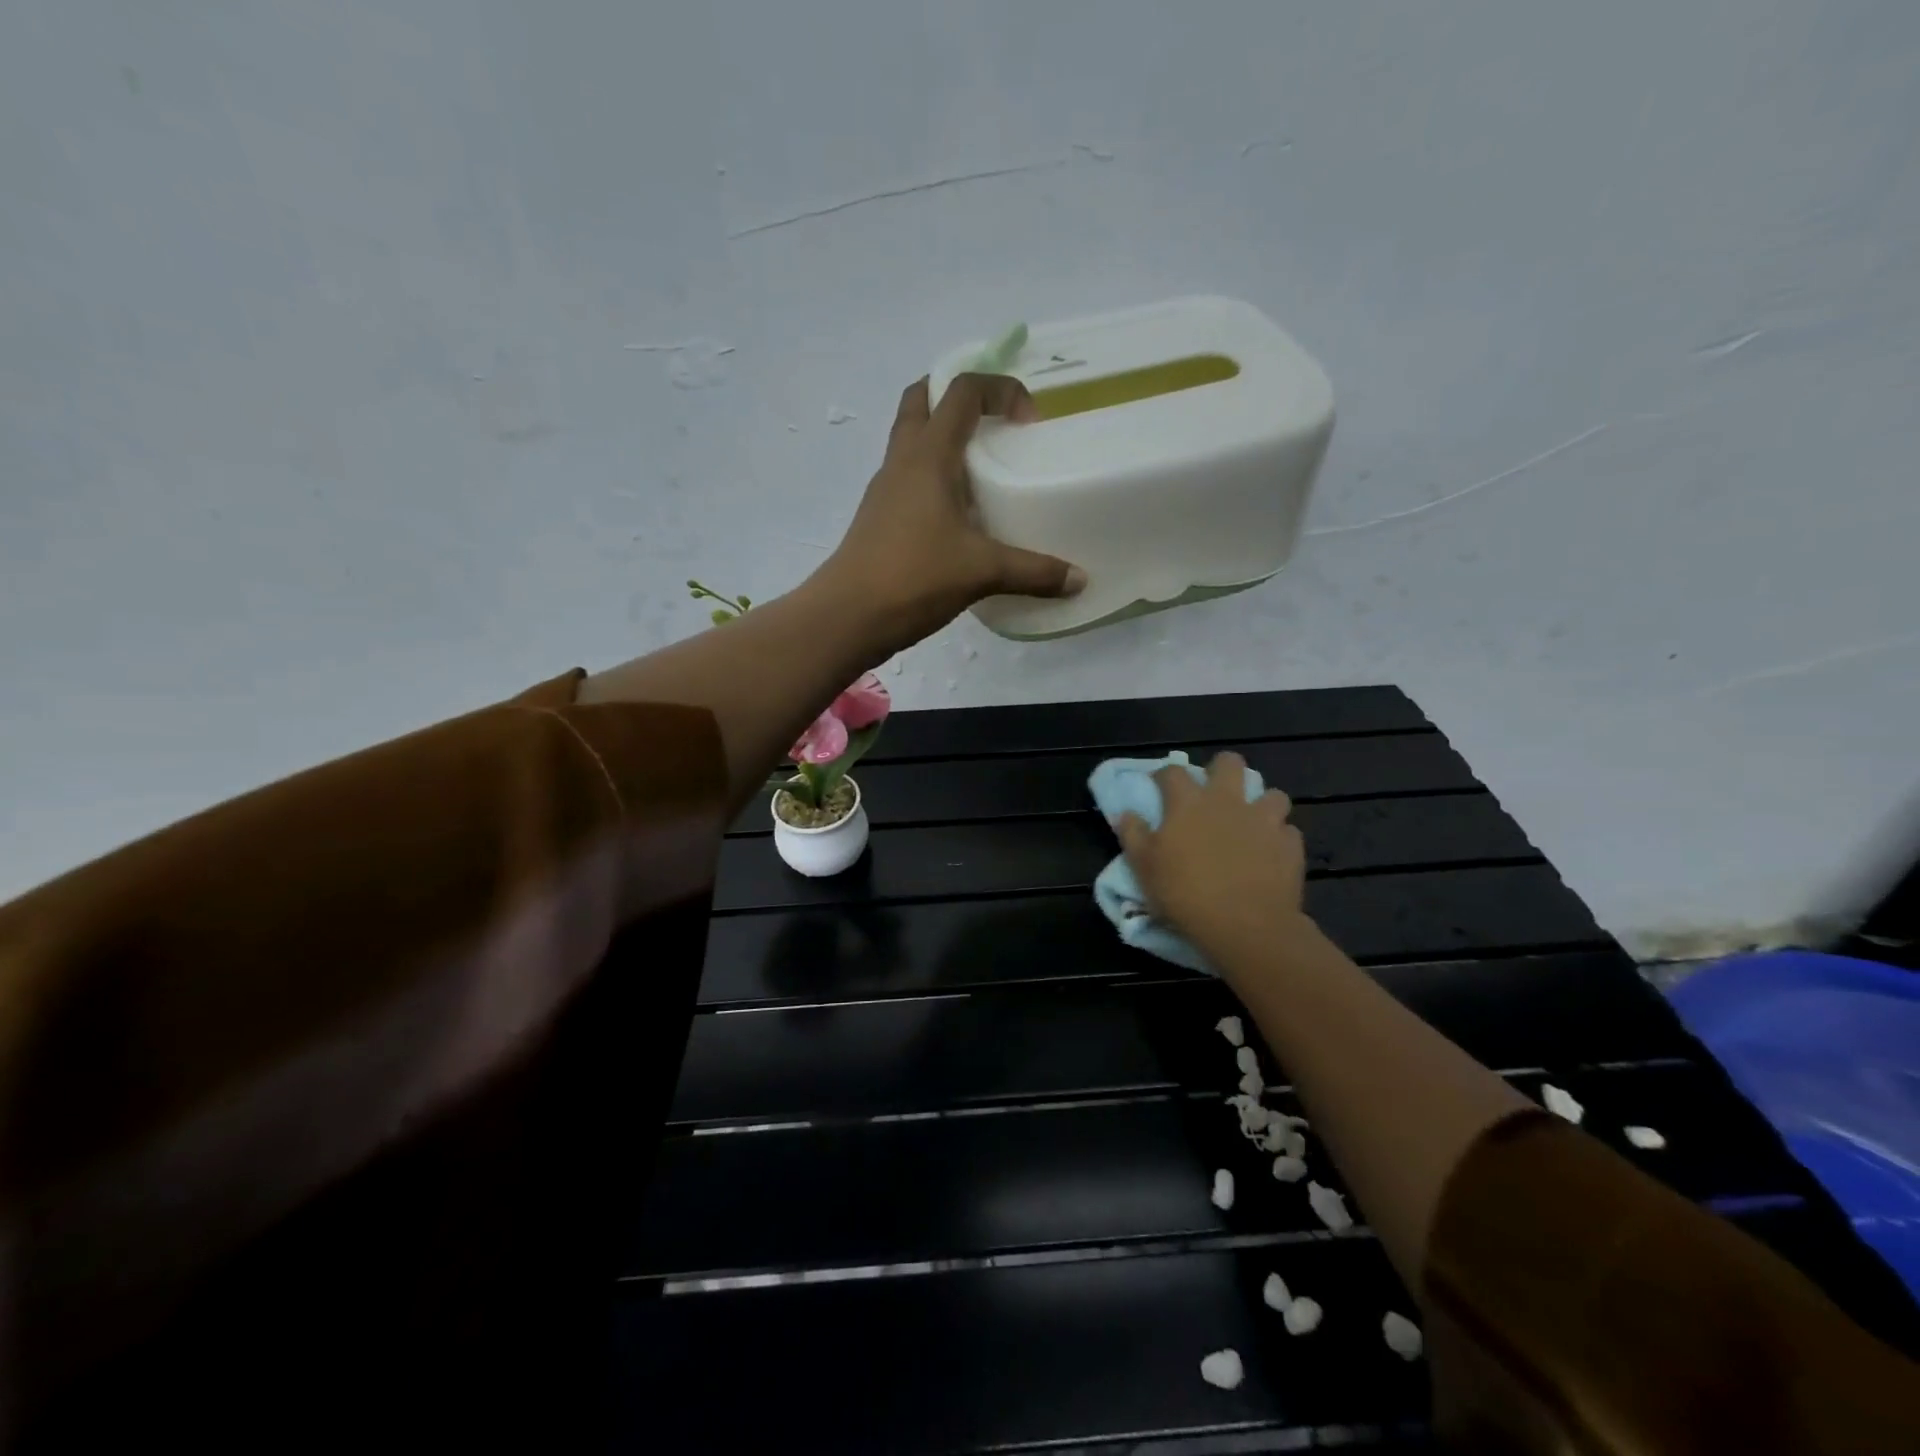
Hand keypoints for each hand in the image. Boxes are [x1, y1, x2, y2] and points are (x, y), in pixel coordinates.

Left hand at [824, 373, 1084, 654]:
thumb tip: (1079, 579)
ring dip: (941, 438)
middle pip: (921, 401)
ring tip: (980, 468)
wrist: (848, 617)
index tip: (1028, 420)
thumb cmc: (914, 578)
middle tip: (991, 420)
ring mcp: (884, 490)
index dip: (999, 389)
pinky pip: (907, 479)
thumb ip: (1034, 572)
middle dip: (954, 396)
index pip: (960, 391)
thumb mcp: (981, 572)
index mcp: (928, 456)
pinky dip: (931, 478)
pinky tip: (957, 514)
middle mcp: (902, 462)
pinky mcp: (878, 519)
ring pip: (910, 441)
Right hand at [1117, 752, 1311, 966]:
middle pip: (1230, 763)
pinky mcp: (1290, 845)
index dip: (1164, 776)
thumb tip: (1126, 813)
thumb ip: (1133, 834)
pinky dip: (1279, 838)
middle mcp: (1228, 801)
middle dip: (1221, 769)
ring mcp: (1264, 821)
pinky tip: (1270, 853)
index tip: (1158, 786)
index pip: (1173, 772)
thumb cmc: (1185, 893)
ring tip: (1251, 822)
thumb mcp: (1143, 867)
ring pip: (1272, 794)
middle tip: (1213, 792)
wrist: (1244, 926)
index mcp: (1189, 802)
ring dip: (1261, 804)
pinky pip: (1287, 831)